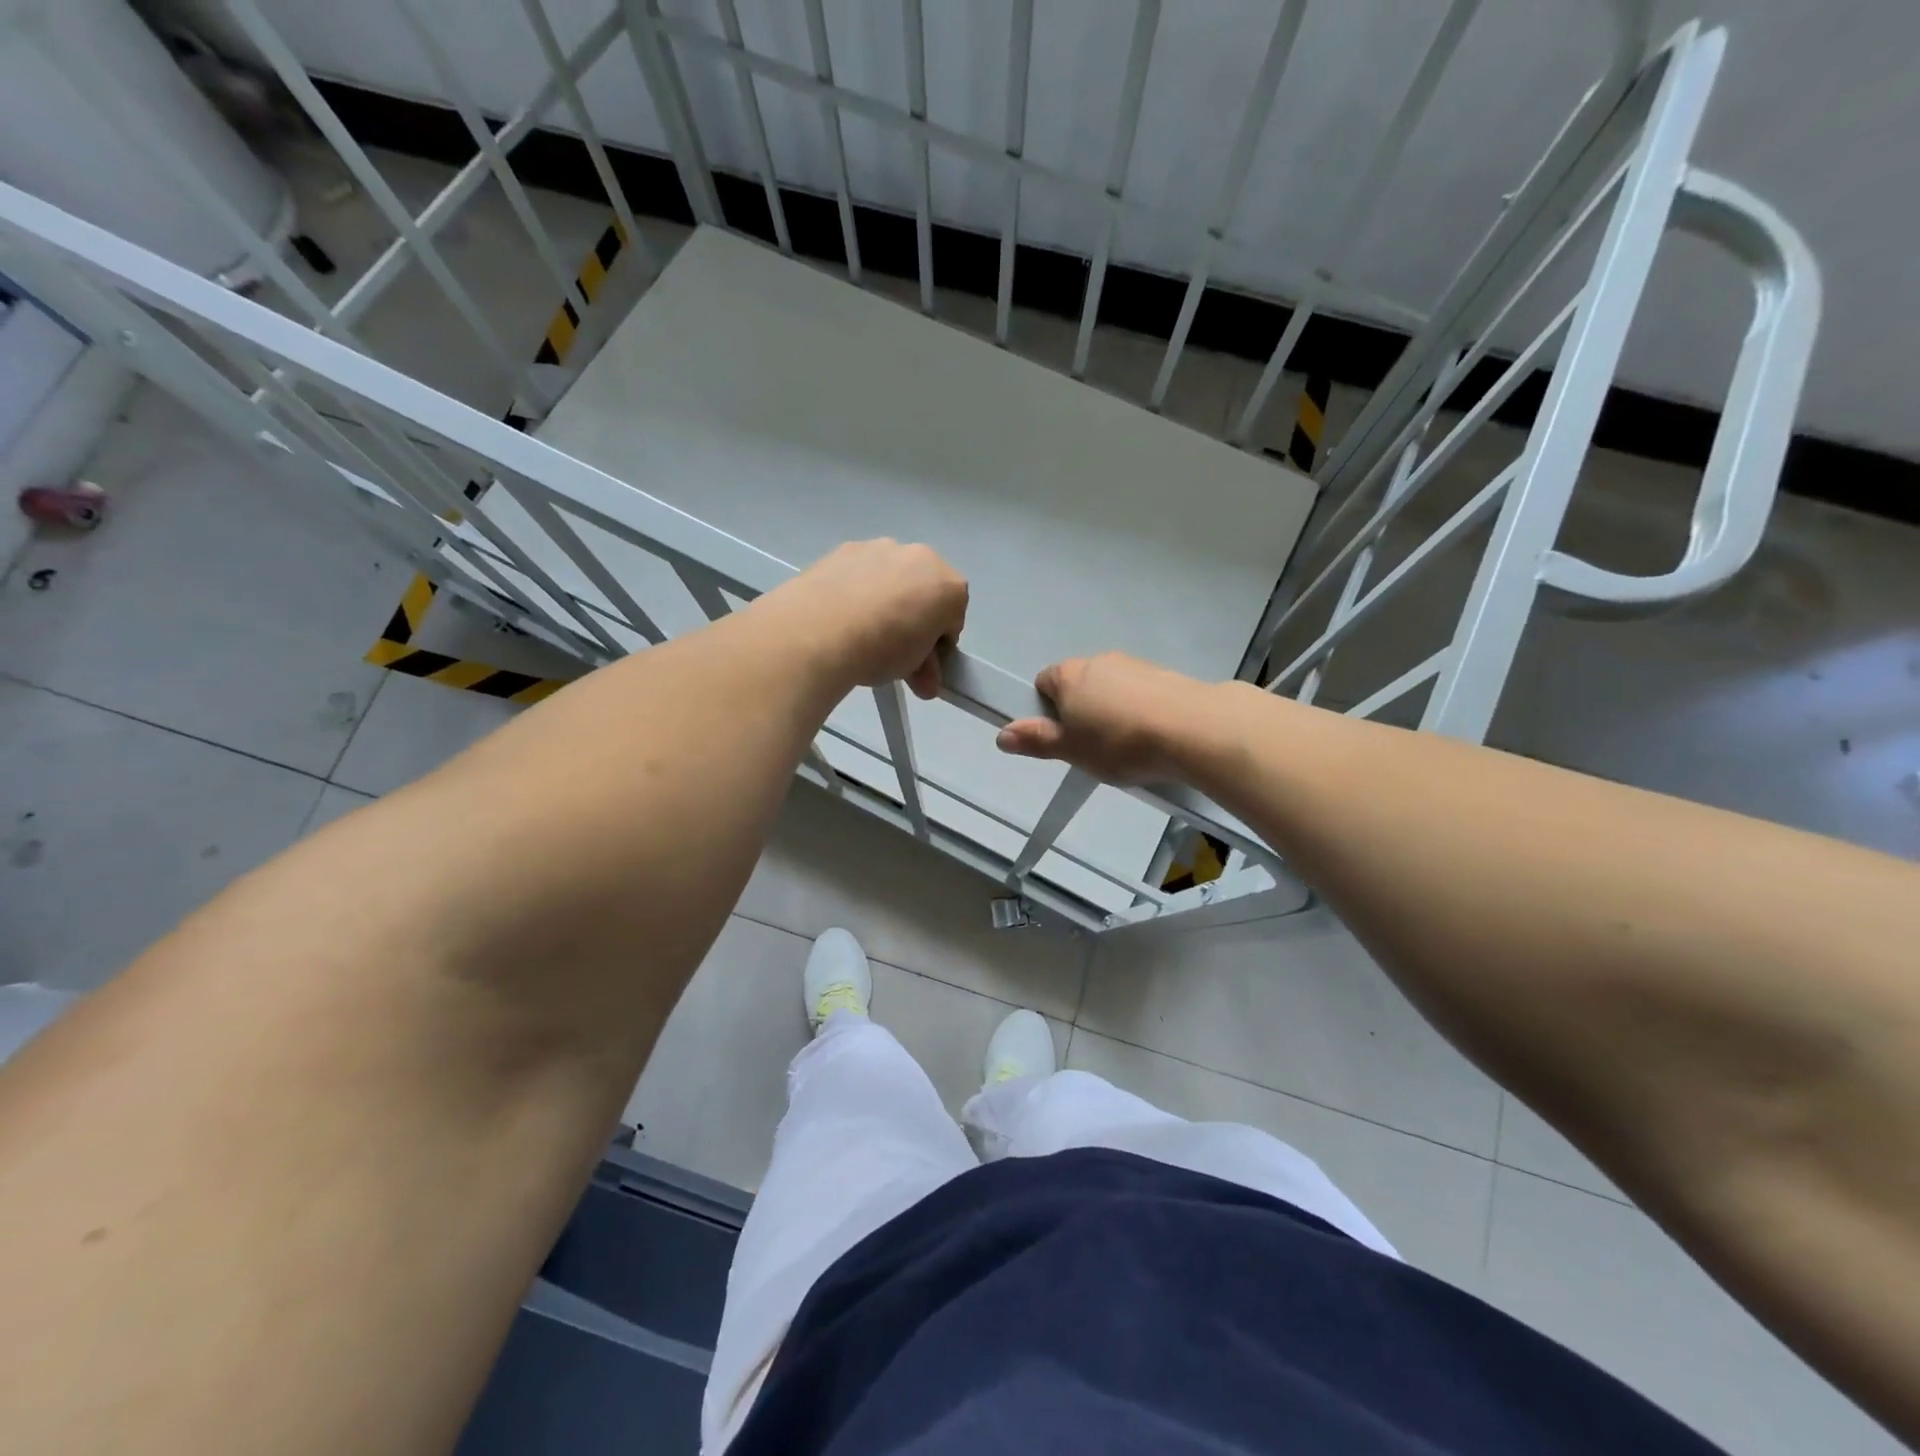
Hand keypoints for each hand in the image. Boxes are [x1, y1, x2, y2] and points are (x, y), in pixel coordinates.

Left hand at [759, 540, 968, 698]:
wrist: (819, 629)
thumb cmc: (882, 648)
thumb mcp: (913, 667)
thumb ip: (926, 669)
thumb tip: (926, 681)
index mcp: (949, 585)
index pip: (953, 618)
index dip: (938, 643)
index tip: (921, 663)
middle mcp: (920, 556)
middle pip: (925, 590)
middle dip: (915, 616)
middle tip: (893, 651)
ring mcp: (881, 547)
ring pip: (892, 577)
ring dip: (886, 599)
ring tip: (861, 632)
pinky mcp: (845, 548)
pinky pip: (861, 573)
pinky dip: (857, 589)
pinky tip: (841, 615)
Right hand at [995, 653, 1207, 783]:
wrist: (1192, 729)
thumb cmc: (1120, 742)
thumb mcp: (1071, 750)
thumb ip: (1037, 741)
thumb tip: (1001, 735)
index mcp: (1069, 675)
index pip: (1043, 682)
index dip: (1047, 710)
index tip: (1062, 737)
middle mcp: (1098, 660)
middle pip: (1078, 684)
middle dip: (1081, 711)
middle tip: (1091, 747)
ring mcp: (1134, 664)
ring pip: (1110, 688)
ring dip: (1112, 710)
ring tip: (1127, 746)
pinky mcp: (1164, 674)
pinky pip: (1139, 692)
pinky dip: (1139, 709)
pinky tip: (1152, 736)